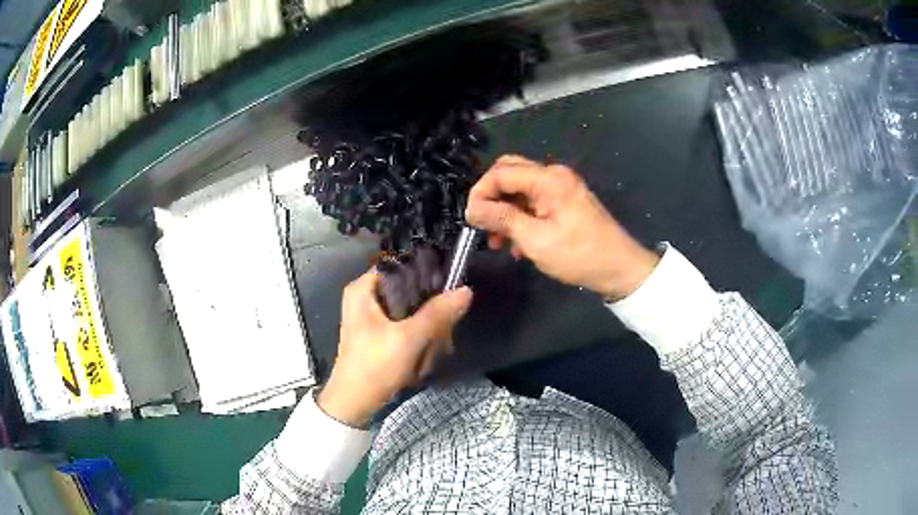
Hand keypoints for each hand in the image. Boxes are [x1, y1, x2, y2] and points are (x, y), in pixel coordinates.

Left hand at [318, 270, 472, 426]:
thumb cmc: (375, 366)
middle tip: (441, 332)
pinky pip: (407, 324)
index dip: (425, 273)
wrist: (355, 403)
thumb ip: (437, 313)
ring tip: (433, 349)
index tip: (447, 289)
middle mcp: (366, 296)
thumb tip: (466, 290)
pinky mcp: (379, 332)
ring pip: (411, 309)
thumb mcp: (409, 339)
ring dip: (426, 329)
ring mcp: (372, 315)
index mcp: (363, 289)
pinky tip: (425, 354)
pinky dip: (418, 337)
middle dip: (429, 312)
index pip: (400, 265)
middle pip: (409, 288)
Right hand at [465, 155, 658, 298]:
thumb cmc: (578, 255)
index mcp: (548, 179)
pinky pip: (533, 202)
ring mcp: (560, 188)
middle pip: (510, 174)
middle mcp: (554, 175)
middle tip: (482, 224)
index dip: (480, 192)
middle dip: (492, 198)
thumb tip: (471, 208)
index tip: (470, 219)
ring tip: (498, 242)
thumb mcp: (535, 240)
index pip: (501, 173)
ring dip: (505, 211)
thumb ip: (501, 218)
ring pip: (519, 190)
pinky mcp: (564, 201)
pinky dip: (521, 218)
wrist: (619, 269)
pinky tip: (517, 244)